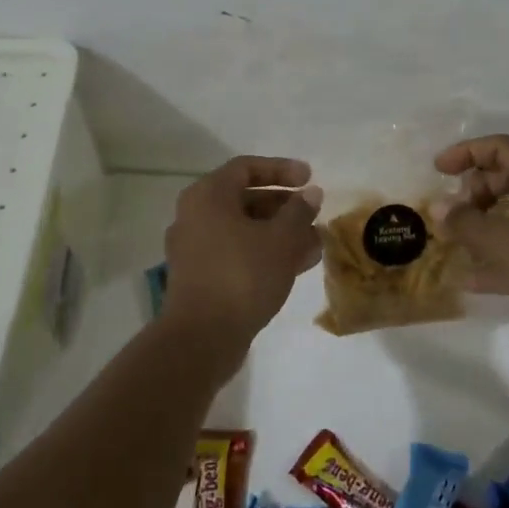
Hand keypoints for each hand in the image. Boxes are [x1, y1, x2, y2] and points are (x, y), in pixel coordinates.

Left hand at [161, 156, 322, 368]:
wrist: (201, 339)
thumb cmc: (242, 276)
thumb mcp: (281, 239)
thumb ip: (299, 211)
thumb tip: (311, 193)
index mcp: (208, 196)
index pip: (246, 168)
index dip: (281, 169)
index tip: (310, 178)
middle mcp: (195, 216)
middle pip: (245, 199)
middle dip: (284, 206)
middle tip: (314, 214)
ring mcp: (194, 248)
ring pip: (244, 229)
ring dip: (280, 232)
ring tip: (314, 243)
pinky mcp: (200, 277)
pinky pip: (237, 252)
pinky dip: (264, 252)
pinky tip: (297, 265)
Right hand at [431, 134, 508, 367]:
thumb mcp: (499, 239)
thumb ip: (464, 221)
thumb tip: (436, 207)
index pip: (500, 148)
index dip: (466, 152)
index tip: (438, 169)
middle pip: (506, 180)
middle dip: (474, 192)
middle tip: (452, 213)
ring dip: (482, 226)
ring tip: (453, 242)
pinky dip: (495, 259)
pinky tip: (468, 279)